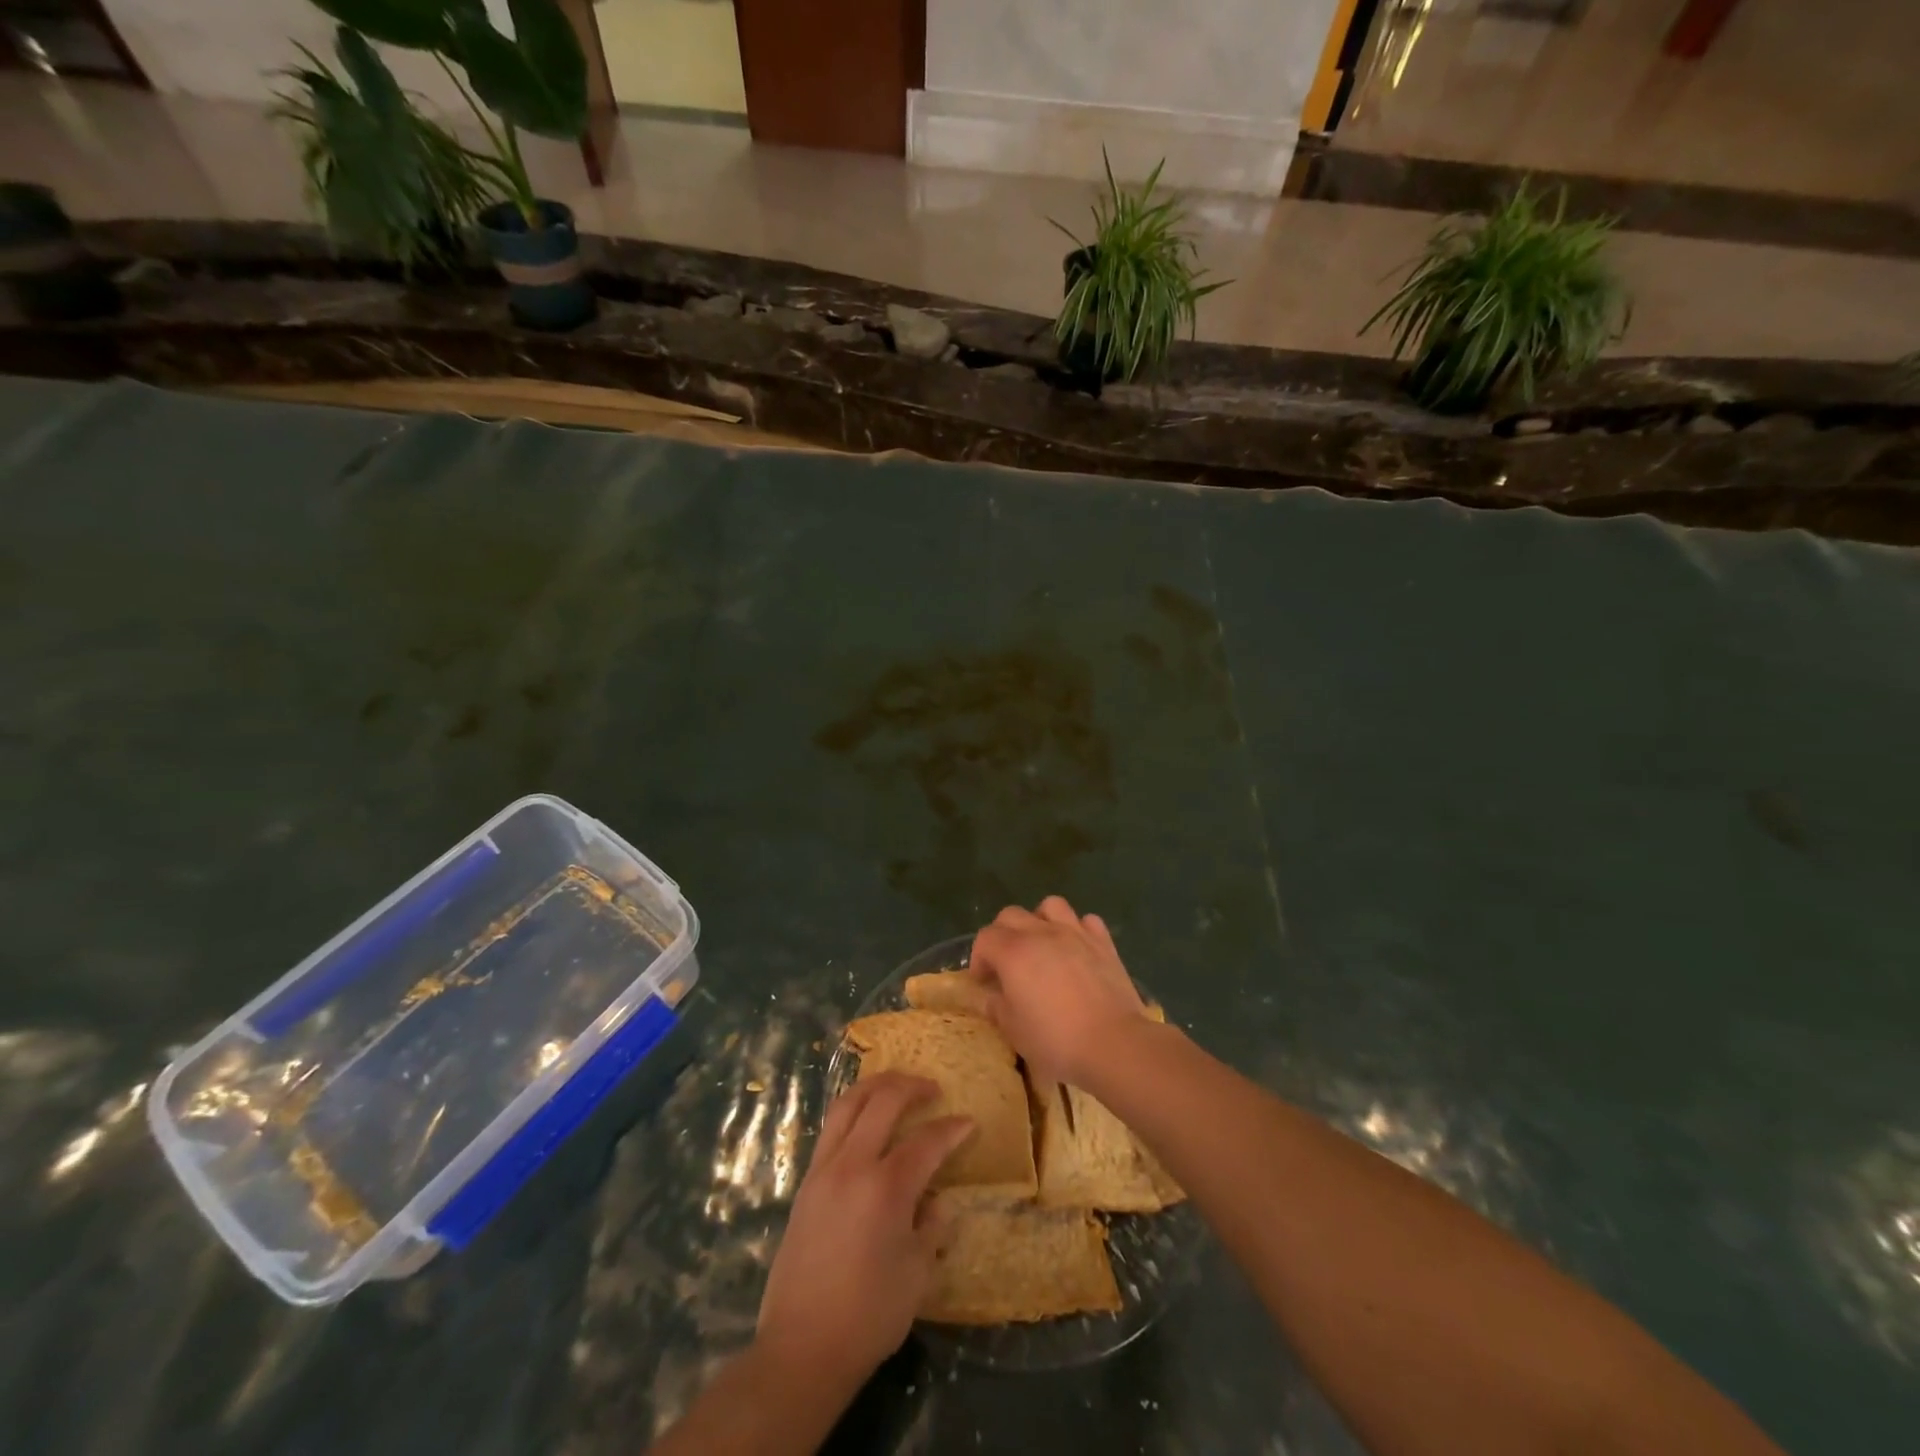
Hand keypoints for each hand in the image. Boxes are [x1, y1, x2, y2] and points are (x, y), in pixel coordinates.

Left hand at [756, 1072, 970, 1397]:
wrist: (802, 1348)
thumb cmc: (869, 1315)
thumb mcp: (917, 1274)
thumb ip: (931, 1226)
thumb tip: (937, 1200)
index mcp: (886, 1187)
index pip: (927, 1141)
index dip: (952, 1129)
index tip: (969, 1124)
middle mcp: (852, 1165)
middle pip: (883, 1101)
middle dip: (911, 1086)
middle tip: (932, 1089)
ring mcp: (824, 1170)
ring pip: (848, 1104)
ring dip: (875, 1086)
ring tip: (896, 1085)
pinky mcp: (805, 1183)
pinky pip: (831, 1128)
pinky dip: (852, 1110)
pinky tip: (865, 1120)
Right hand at [968, 896, 1150, 1086]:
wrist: (1113, 1043)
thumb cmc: (1056, 1040)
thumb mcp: (1014, 1030)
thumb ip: (996, 1007)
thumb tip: (989, 996)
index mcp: (1013, 952)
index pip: (985, 938)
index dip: (979, 959)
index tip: (984, 982)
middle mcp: (1041, 933)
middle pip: (1011, 915)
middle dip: (1002, 935)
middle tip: (1007, 964)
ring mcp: (1075, 933)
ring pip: (1050, 906)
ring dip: (1040, 921)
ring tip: (1042, 946)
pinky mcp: (1103, 942)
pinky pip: (1086, 921)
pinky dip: (1077, 929)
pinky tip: (1076, 949)